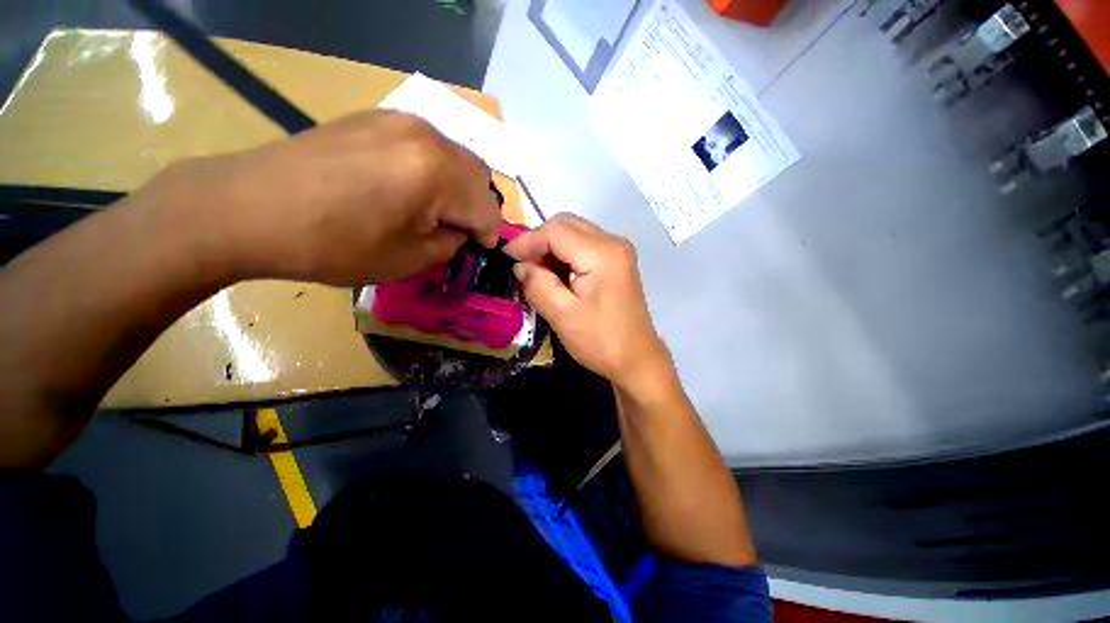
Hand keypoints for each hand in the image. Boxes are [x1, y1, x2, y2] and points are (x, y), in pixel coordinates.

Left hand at [151, 110, 501, 284]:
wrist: (249, 208)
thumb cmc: (333, 244)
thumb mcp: (408, 260)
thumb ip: (449, 244)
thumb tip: (459, 231)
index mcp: (437, 173)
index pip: (487, 207)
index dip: (489, 233)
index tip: (478, 249)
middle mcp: (426, 136)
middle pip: (478, 175)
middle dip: (477, 207)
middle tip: (457, 230)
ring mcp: (399, 120)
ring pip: (454, 157)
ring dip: (457, 188)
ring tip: (433, 211)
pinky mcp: (375, 118)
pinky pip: (426, 145)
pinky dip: (433, 170)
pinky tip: (407, 188)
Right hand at [505, 214, 670, 389]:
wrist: (637, 360)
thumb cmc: (601, 341)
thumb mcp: (563, 316)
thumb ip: (538, 285)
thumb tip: (519, 266)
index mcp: (603, 253)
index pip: (556, 230)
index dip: (527, 240)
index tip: (505, 258)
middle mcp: (613, 243)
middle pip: (566, 225)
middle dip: (538, 241)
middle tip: (519, 265)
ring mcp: (617, 251)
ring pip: (574, 233)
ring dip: (550, 248)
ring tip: (533, 272)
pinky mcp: (616, 262)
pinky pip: (583, 247)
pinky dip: (563, 255)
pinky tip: (553, 274)